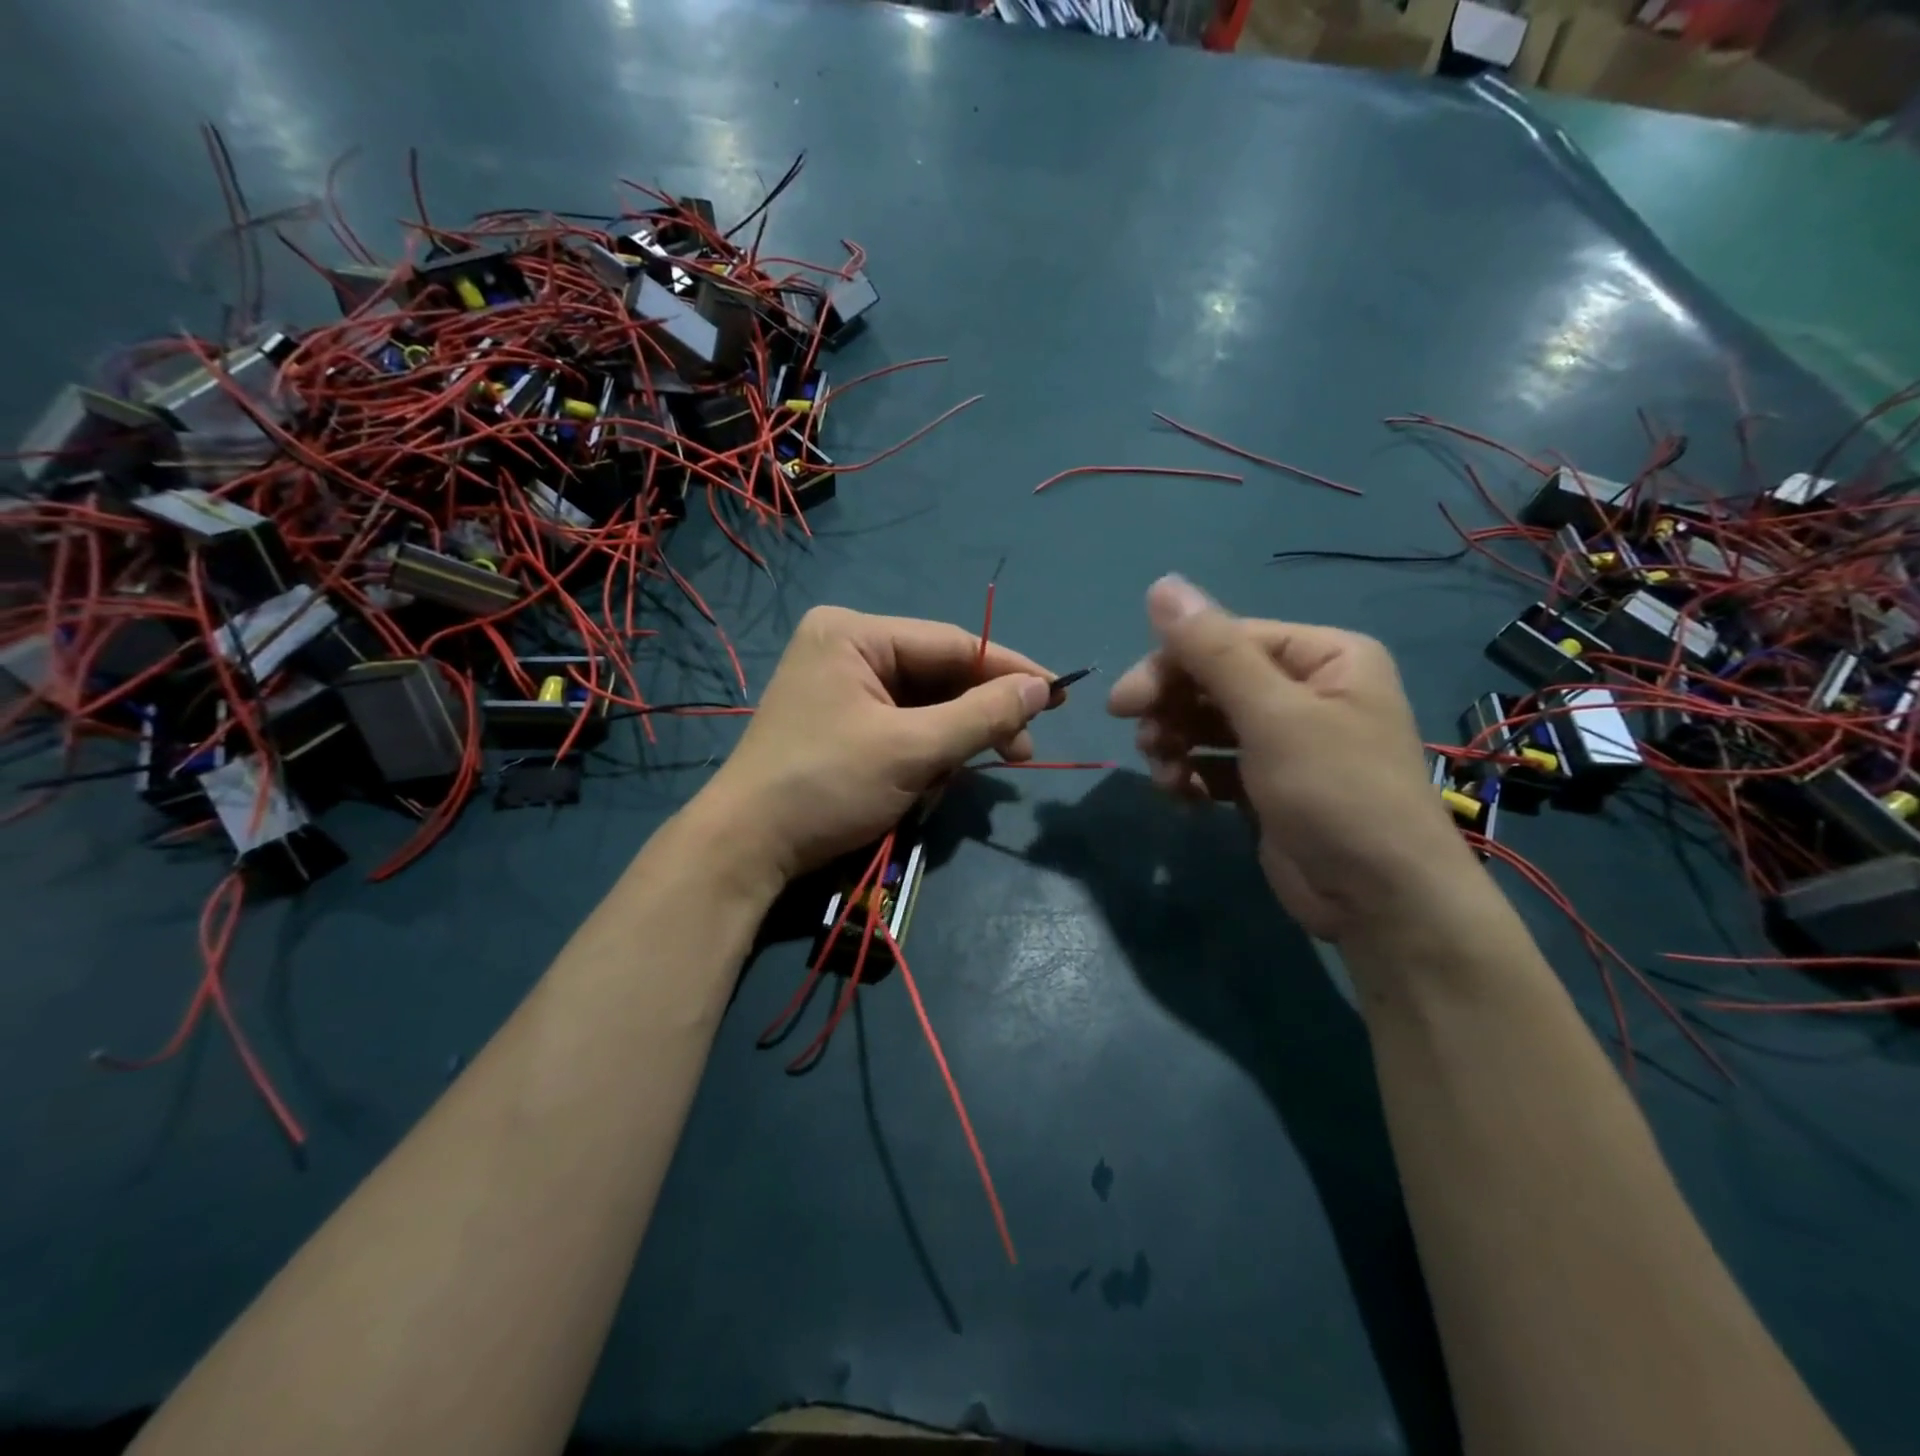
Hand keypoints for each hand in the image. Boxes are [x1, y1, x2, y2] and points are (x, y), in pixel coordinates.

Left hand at [697, 605, 1055, 882]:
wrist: (747, 849)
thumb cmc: (826, 786)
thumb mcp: (911, 750)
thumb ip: (981, 715)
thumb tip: (1042, 689)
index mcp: (853, 632)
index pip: (952, 644)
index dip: (1009, 671)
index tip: (1058, 696)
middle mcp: (846, 648)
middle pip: (939, 674)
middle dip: (980, 715)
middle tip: (1023, 752)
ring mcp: (841, 686)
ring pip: (925, 704)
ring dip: (954, 740)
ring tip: (970, 774)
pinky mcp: (841, 722)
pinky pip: (903, 726)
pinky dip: (927, 752)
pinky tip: (934, 780)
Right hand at [1108, 575, 1478, 941]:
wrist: (1380, 902)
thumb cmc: (1336, 793)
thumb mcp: (1272, 715)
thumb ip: (1212, 649)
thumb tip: (1161, 583)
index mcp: (1323, 657)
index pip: (1227, 639)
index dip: (1170, 665)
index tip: (1124, 704)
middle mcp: (1306, 690)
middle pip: (1212, 681)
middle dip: (1172, 710)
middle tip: (1142, 741)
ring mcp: (1286, 740)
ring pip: (1206, 723)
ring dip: (1175, 745)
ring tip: (1164, 776)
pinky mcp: (1267, 785)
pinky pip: (1213, 763)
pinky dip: (1190, 776)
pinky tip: (1180, 797)